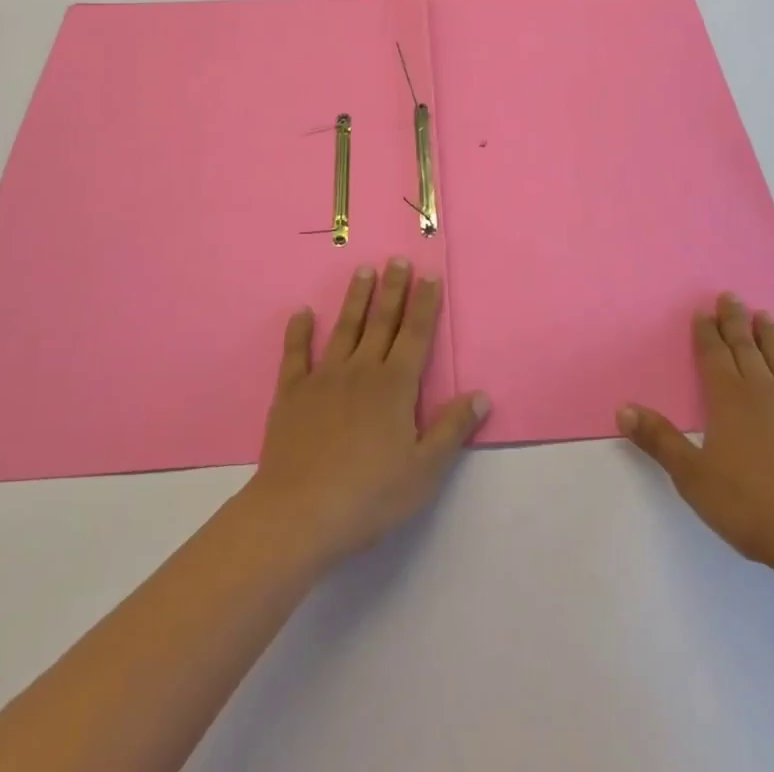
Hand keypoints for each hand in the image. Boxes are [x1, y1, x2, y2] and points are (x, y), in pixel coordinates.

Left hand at [241, 259, 488, 568]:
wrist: (298, 514)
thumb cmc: (369, 495)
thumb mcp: (424, 470)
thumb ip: (452, 429)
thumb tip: (481, 395)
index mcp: (395, 386)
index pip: (416, 335)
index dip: (425, 304)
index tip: (429, 275)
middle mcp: (361, 370)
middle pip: (381, 322)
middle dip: (393, 289)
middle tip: (397, 260)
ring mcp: (324, 379)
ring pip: (344, 328)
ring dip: (355, 298)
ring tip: (363, 270)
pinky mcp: (291, 394)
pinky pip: (296, 355)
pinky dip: (299, 332)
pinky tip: (301, 313)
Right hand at [619, 292, 773, 591]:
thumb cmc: (756, 509)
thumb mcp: (694, 478)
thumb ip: (660, 441)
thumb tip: (623, 408)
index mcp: (729, 400)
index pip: (713, 356)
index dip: (706, 332)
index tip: (703, 310)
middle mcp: (765, 393)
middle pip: (746, 350)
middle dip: (735, 323)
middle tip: (730, 296)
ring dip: (772, 339)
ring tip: (764, 315)